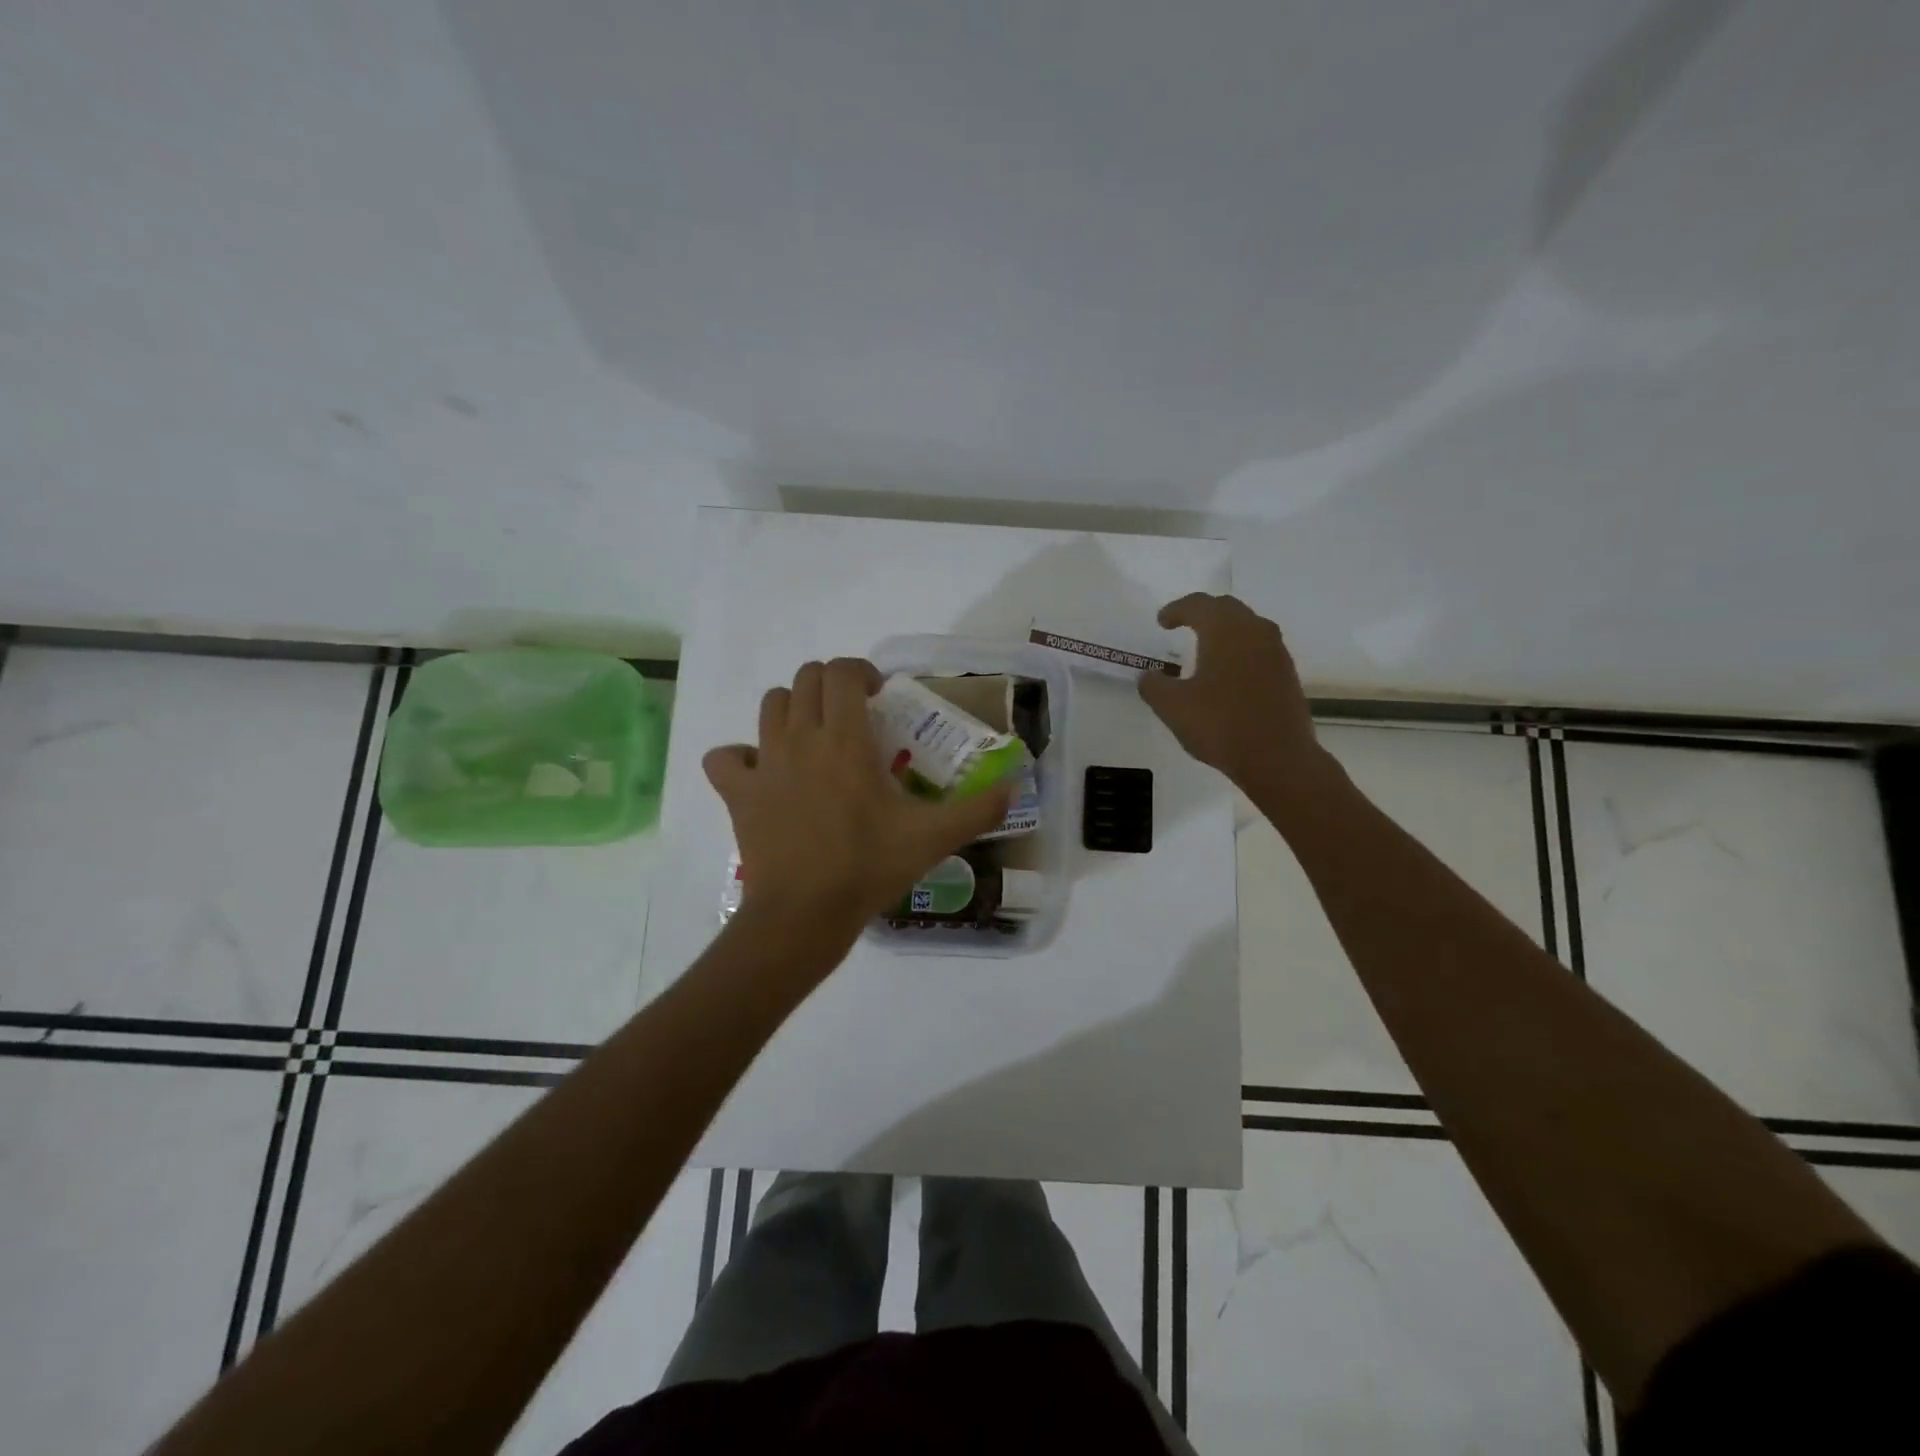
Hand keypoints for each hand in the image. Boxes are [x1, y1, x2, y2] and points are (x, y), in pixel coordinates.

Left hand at [704, 658, 1013, 950]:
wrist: (803, 915)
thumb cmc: (868, 868)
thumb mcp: (933, 838)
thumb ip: (979, 810)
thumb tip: (1015, 786)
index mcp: (845, 740)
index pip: (842, 672)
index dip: (861, 671)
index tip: (879, 695)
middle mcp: (800, 739)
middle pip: (805, 679)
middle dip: (830, 685)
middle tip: (853, 715)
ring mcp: (763, 764)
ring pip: (769, 706)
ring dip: (793, 709)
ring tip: (814, 737)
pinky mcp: (737, 792)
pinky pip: (724, 758)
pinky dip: (739, 756)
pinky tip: (761, 773)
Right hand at [1138, 594, 1321, 789]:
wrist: (1278, 758)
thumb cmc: (1221, 725)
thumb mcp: (1172, 707)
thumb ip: (1154, 686)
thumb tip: (1149, 676)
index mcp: (1225, 631)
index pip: (1198, 605)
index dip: (1176, 610)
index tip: (1162, 621)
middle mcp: (1254, 632)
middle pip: (1227, 608)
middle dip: (1202, 612)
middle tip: (1183, 624)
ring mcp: (1276, 652)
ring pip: (1247, 627)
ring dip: (1224, 630)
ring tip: (1205, 647)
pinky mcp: (1287, 674)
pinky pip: (1259, 648)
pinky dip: (1240, 650)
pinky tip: (1228, 672)